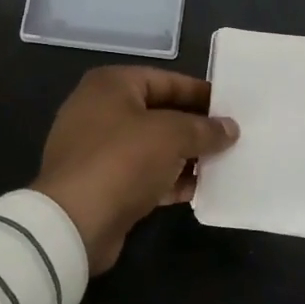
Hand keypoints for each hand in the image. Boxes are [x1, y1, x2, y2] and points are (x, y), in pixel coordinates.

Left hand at [32, 66, 239, 272]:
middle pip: (159, 112)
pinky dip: (169, 179)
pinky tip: (200, 189)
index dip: (199, 92)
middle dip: (195, 126)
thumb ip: (204, 129)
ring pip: (152, 146)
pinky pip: (143, 174)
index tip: (231, 106)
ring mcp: (97, 149)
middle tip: (231, 136)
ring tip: (223, 163)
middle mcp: (100, 110)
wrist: (74, 223)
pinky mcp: (101, 184)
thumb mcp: (171, 136)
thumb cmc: (122, 160)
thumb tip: (230, 128)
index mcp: (111, 85)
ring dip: (186, 155)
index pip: (165, 80)